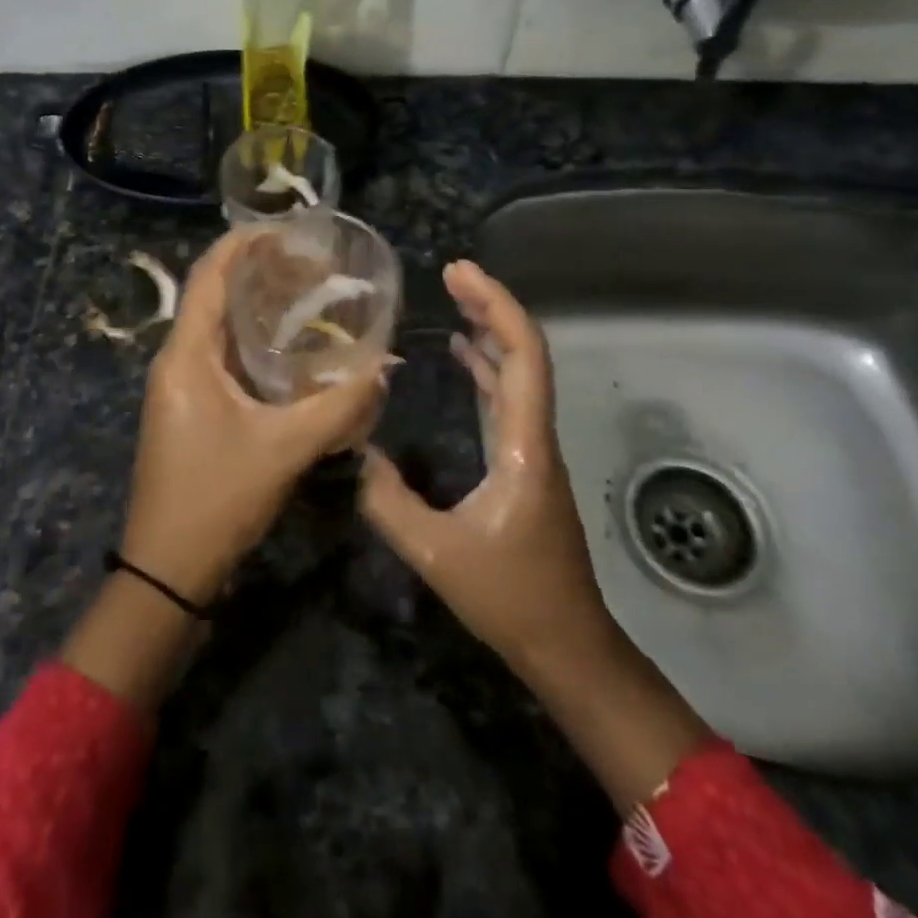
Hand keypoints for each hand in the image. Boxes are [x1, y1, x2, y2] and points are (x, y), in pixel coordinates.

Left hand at [121, 227, 388, 606]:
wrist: (166, 568)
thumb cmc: (217, 498)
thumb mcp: (285, 449)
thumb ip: (340, 407)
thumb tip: (386, 367)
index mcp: (186, 354)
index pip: (209, 274)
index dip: (243, 242)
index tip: (288, 227)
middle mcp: (176, 359)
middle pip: (213, 294)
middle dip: (257, 269)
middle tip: (311, 260)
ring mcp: (180, 384)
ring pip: (217, 325)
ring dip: (256, 304)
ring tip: (307, 290)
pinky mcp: (190, 406)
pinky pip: (220, 354)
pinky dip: (253, 339)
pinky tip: (290, 346)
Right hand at [358, 259, 612, 678]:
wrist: (567, 645)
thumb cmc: (512, 599)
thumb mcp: (437, 554)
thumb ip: (388, 501)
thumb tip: (350, 449)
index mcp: (523, 444)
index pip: (523, 357)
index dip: (496, 306)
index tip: (460, 272)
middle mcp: (534, 434)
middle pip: (524, 352)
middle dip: (490, 305)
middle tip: (452, 272)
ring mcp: (532, 446)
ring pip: (518, 371)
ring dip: (489, 330)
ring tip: (452, 296)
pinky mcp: (523, 461)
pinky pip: (506, 396)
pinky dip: (484, 365)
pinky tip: (458, 352)